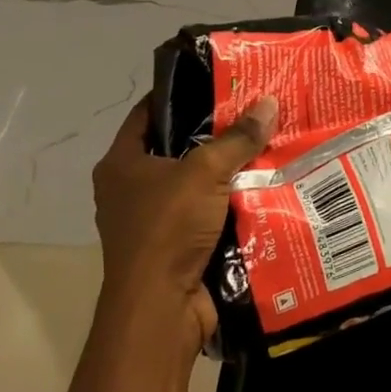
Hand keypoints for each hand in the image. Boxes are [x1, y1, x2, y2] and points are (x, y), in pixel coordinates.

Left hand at [92, 93, 277, 356]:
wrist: (161, 311)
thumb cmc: (167, 229)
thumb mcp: (205, 172)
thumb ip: (237, 138)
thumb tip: (268, 102)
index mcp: (122, 164)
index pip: (148, 112)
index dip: (180, 92)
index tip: (218, 79)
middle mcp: (132, 189)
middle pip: (178, 147)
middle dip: (216, 132)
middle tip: (254, 110)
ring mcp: (154, 220)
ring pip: (198, 182)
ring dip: (229, 170)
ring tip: (268, 141)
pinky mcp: (177, 246)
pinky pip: (209, 212)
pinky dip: (232, 202)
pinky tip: (266, 184)